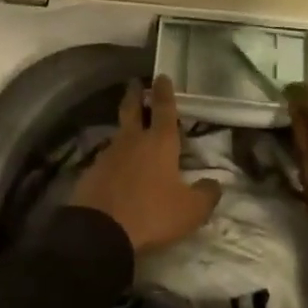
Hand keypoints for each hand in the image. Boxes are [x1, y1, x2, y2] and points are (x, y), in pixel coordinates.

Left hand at [71, 77, 221, 252]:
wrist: (99, 231)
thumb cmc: (151, 214)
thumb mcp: (190, 210)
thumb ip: (206, 194)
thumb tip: (215, 183)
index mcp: (159, 143)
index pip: (163, 109)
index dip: (164, 92)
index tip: (161, 76)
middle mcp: (132, 141)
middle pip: (132, 110)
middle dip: (135, 95)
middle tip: (135, 83)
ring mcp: (108, 155)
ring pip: (119, 133)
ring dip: (125, 127)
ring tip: (130, 128)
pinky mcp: (92, 172)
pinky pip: (107, 158)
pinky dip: (115, 156)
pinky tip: (117, 165)